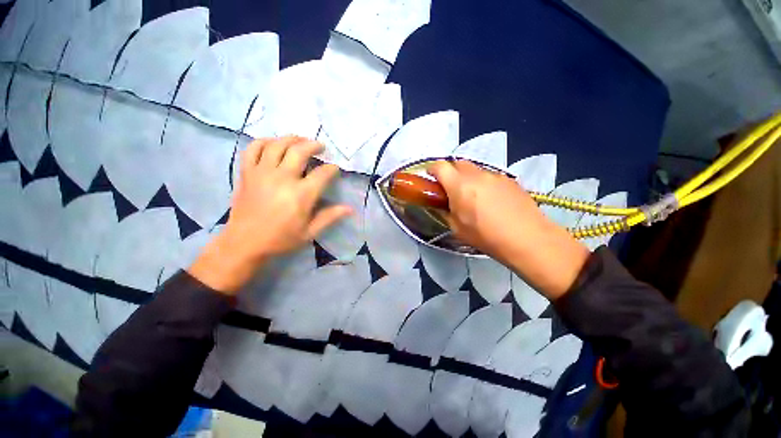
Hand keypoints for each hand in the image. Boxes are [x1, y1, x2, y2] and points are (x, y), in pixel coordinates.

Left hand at [188, 136, 351, 293]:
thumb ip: (330, 217)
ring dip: (292, 139)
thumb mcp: (310, 232)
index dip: (331, 169)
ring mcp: (262, 173)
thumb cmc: (281, 239)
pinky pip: (253, 148)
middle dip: (314, 145)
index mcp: (301, 195)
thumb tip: (350, 209)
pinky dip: (264, 141)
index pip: (322, 174)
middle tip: (320, 147)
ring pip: (277, 145)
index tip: (334, 169)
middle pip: (300, 151)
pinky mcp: (247, 172)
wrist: (244, 243)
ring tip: (300, 140)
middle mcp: (283, 178)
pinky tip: (273, 143)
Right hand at [428, 160, 589, 298]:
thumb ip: (446, 211)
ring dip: (468, 178)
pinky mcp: (510, 180)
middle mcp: (477, 175)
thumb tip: (443, 204)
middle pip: (458, 163)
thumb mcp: (457, 228)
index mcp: (460, 185)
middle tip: (451, 190)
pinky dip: (483, 183)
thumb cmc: (486, 236)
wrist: (527, 238)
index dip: (432, 170)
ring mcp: (495, 175)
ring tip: (473, 197)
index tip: (431, 179)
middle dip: (450, 173)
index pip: (440, 166)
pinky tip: (491, 201)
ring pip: (475, 169)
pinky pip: (490, 176)